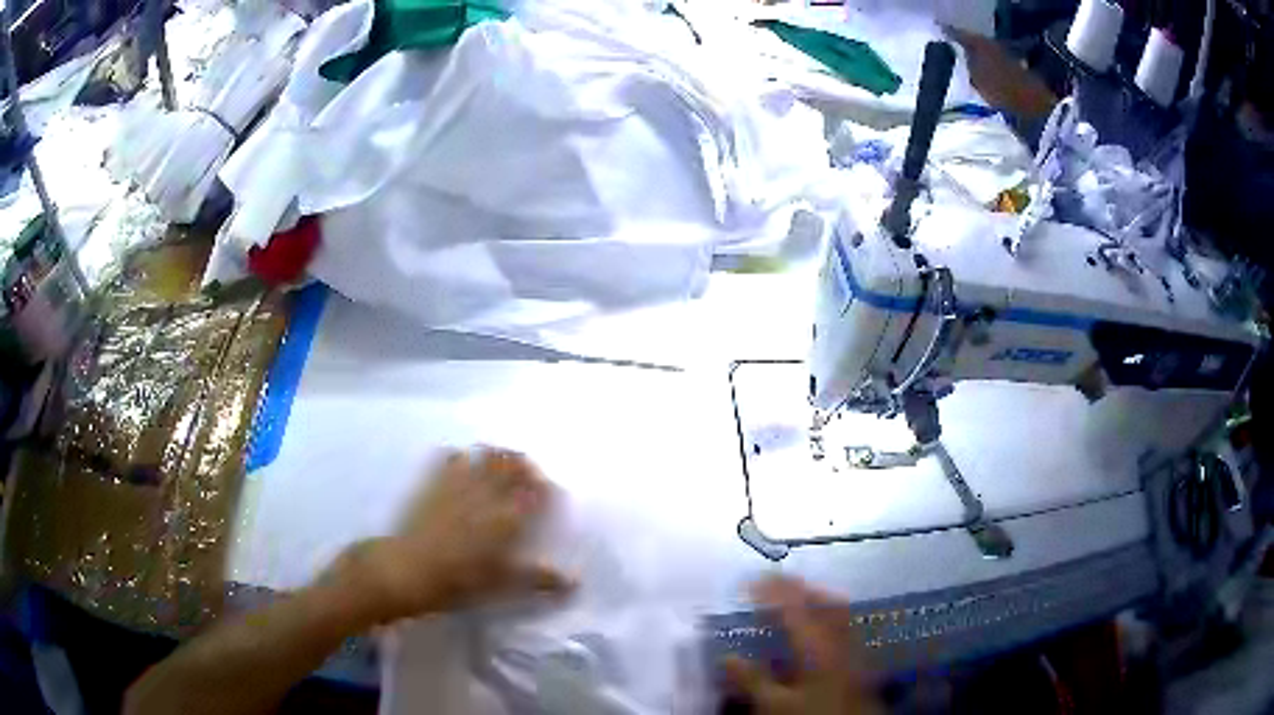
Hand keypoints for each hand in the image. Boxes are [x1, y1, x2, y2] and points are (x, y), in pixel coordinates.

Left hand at [331, 448, 572, 624]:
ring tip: (502, 459)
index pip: (536, 490)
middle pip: (512, 464)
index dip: (547, 487)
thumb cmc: (460, 580)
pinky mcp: (432, 482)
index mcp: (507, 516)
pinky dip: (460, 455)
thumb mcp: (503, 584)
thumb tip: (574, 582)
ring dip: (497, 453)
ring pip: (484, 455)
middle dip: (525, 464)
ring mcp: (457, 483)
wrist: (408, 569)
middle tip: (530, 472)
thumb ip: (539, 578)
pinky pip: (449, 457)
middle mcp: (486, 492)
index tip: (552, 492)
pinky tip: (462, 461)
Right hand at [723, 577, 881, 714]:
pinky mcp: (861, 660)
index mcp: (816, 644)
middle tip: (774, 585)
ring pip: (838, 612)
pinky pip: (844, 627)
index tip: (749, 580)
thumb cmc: (812, 714)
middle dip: (799, 589)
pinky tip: (818, 633)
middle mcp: (839, 638)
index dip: (770, 590)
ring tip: (795, 602)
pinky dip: (828, 620)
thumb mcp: (774, 704)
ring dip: (816, 600)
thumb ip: (751, 680)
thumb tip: (727, 657)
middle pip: (823, 601)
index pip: (792, 606)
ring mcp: (854, 647)